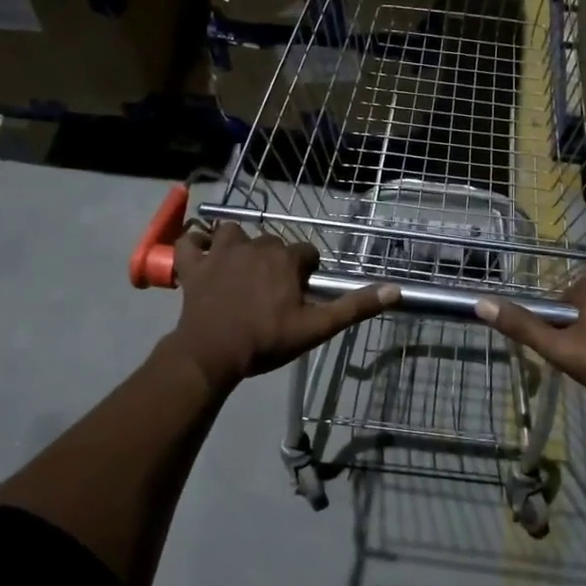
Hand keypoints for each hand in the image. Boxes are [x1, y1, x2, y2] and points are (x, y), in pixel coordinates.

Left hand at [167, 223, 397, 390]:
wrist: (213, 353)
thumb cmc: (267, 340)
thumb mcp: (316, 328)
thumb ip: (354, 307)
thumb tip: (395, 290)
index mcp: (286, 259)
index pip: (307, 252)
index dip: (307, 271)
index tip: (301, 293)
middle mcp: (255, 245)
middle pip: (273, 242)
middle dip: (276, 260)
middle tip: (273, 290)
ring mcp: (220, 252)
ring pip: (232, 232)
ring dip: (237, 244)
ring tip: (239, 266)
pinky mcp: (193, 264)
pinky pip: (190, 241)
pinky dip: (194, 245)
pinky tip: (200, 254)